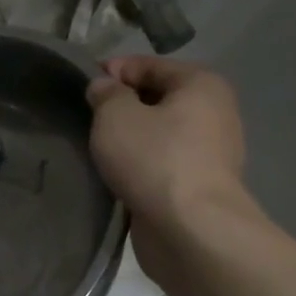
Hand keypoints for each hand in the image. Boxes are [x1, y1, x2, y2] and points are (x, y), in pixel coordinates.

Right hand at [86, 57, 249, 270]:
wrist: (191, 231)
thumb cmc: (155, 159)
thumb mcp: (116, 116)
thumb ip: (106, 93)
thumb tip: (104, 87)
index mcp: (201, 85)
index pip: (149, 64)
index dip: (112, 71)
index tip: (81, 85)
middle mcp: (214, 113)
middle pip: (156, 98)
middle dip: (121, 106)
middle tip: (86, 118)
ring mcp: (210, 152)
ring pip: (158, 133)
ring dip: (129, 138)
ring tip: (96, 148)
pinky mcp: (199, 186)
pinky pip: (162, 163)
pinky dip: (139, 165)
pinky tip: (115, 173)